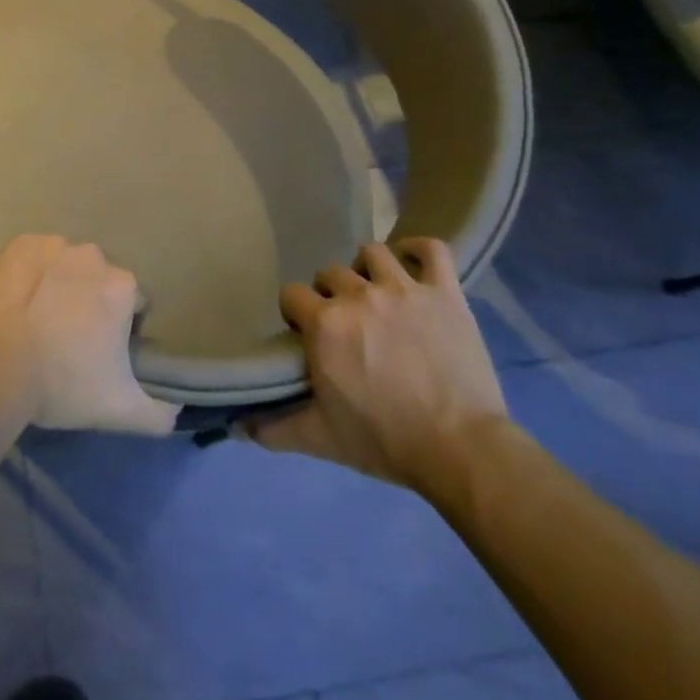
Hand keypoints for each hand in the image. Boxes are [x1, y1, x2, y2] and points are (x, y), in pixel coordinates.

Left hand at [0, 234, 178, 435]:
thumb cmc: (62, 385)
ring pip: (67, 265)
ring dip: (61, 284)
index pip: (134, 304)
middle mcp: (93, 256)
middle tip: (70, 336)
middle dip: (91, 302)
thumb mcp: (121, 411)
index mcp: (122, 287)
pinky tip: (20, 300)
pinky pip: (34, 256)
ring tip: (40, 319)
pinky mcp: (20, 245)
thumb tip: (177, 408)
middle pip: (99, 281)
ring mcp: (53, 246)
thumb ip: (160, 413)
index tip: (102, 351)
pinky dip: (32, 272)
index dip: (122, 328)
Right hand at [248, 239, 508, 495]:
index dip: (296, 312)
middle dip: (331, 294)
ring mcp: (404, 289)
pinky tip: (412, 263)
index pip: (292, 294)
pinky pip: (432, 250)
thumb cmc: (385, 441)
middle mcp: (358, 295)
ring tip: (376, 292)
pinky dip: (419, 250)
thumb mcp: (321, 438)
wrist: (461, 450)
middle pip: (330, 272)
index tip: (306, 333)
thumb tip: (238, 428)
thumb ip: (275, 429)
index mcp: (324, 323)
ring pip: (373, 253)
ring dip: (368, 269)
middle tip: (345, 322)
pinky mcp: (445, 293)